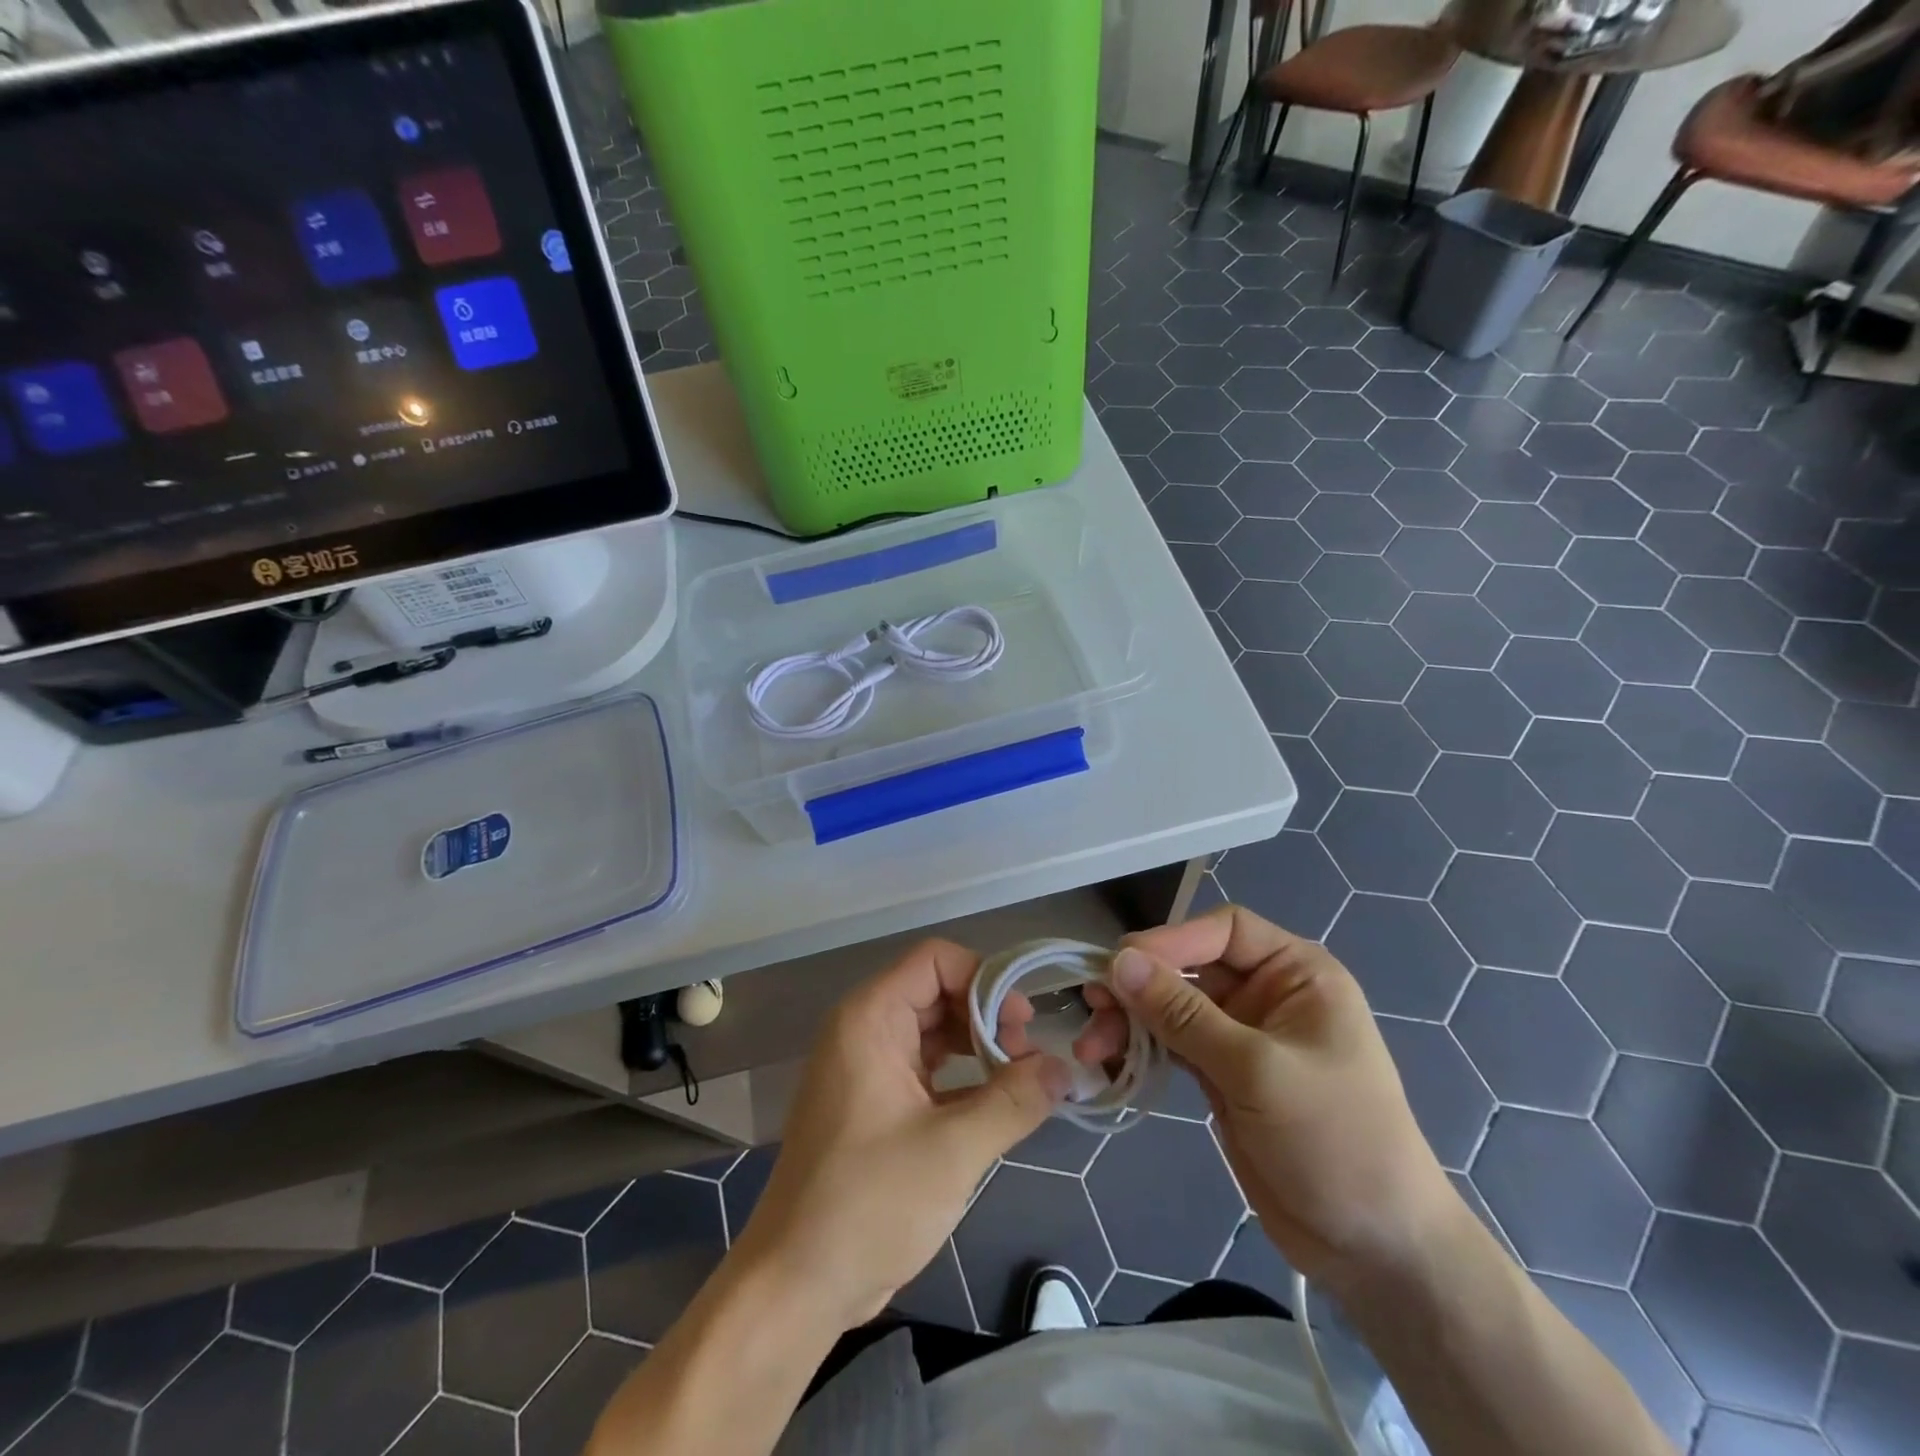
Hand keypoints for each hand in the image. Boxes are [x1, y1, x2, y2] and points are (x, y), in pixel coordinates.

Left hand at [731, 939, 1071, 1330]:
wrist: (796, 1284)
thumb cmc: (868, 1204)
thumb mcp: (953, 1150)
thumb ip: (1014, 1100)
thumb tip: (1065, 1068)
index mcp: (871, 1018)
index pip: (936, 959)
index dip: (985, 978)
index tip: (1023, 1023)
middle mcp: (865, 1028)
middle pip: (938, 991)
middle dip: (988, 1015)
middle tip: (1029, 1056)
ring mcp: (868, 1065)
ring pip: (935, 1029)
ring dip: (979, 1046)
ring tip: (1021, 1079)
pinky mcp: (874, 1100)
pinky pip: (926, 1065)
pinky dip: (963, 1075)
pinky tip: (997, 1101)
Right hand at [1075, 905, 1456, 1292]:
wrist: (1374, 1251)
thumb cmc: (1335, 1141)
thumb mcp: (1258, 1070)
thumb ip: (1183, 1015)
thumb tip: (1118, 961)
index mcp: (1297, 974)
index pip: (1225, 931)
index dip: (1173, 940)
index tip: (1121, 963)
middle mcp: (1267, 995)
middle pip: (1189, 968)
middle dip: (1140, 985)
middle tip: (1092, 1005)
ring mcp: (1242, 1037)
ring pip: (1172, 1008)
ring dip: (1131, 1020)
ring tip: (1092, 1046)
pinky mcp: (1222, 1075)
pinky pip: (1172, 1045)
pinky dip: (1142, 1050)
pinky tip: (1110, 1062)